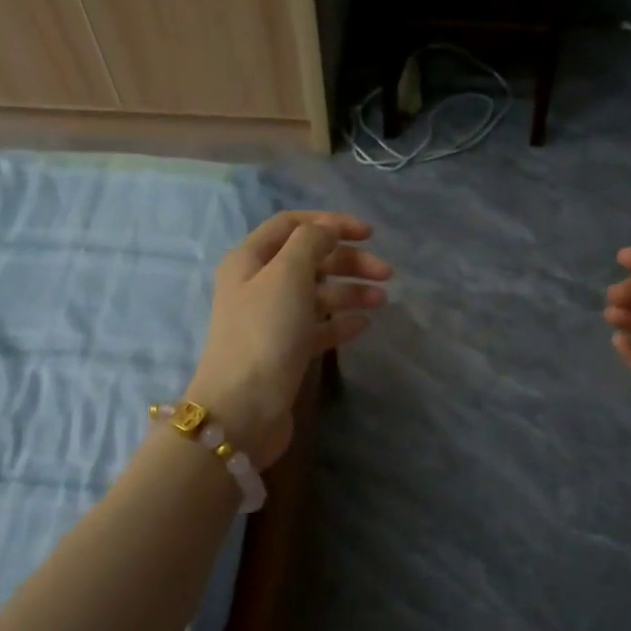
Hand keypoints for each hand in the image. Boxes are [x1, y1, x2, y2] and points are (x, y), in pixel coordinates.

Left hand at [186, 212, 390, 467]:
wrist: (244, 408)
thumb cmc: (265, 332)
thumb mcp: (288, 274)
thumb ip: (311, 243)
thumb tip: (328, 230)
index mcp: (250, 259)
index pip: (292, 225)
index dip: (330, 223)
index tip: (368, 234)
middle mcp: (258, 285)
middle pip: (309, 259)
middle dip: (348, 260)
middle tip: (386, 272)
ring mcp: (271, 320)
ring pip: (317, 294)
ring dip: (350, 291)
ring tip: (382, 300)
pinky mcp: (285, 351)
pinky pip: (318, 327)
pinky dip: (341, 322)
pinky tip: (364, 325)